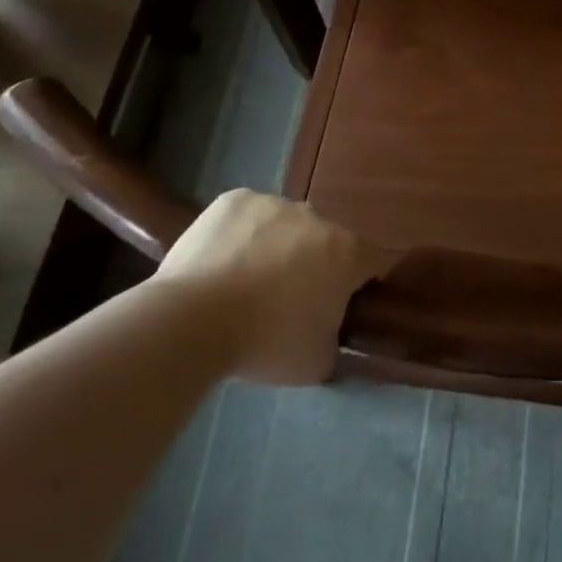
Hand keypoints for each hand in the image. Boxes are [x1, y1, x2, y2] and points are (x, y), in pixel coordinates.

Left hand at [152, 190, 390, 384]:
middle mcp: (317, 218)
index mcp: (347, 252)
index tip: (338, 307)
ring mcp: (274, 203)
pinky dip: (242, 234)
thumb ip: (336, 340)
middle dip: (314, 265)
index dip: (358, 286)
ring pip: (285, 225)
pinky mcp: (234, 199)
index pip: (370, 262)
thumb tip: (332, 333)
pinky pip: (248, 216)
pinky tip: (222, 262)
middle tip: (286, 301)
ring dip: (277, 247)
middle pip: (325, 241)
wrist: (190, 321)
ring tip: (245, 283)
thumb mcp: (317, 362)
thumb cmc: (264, 342)